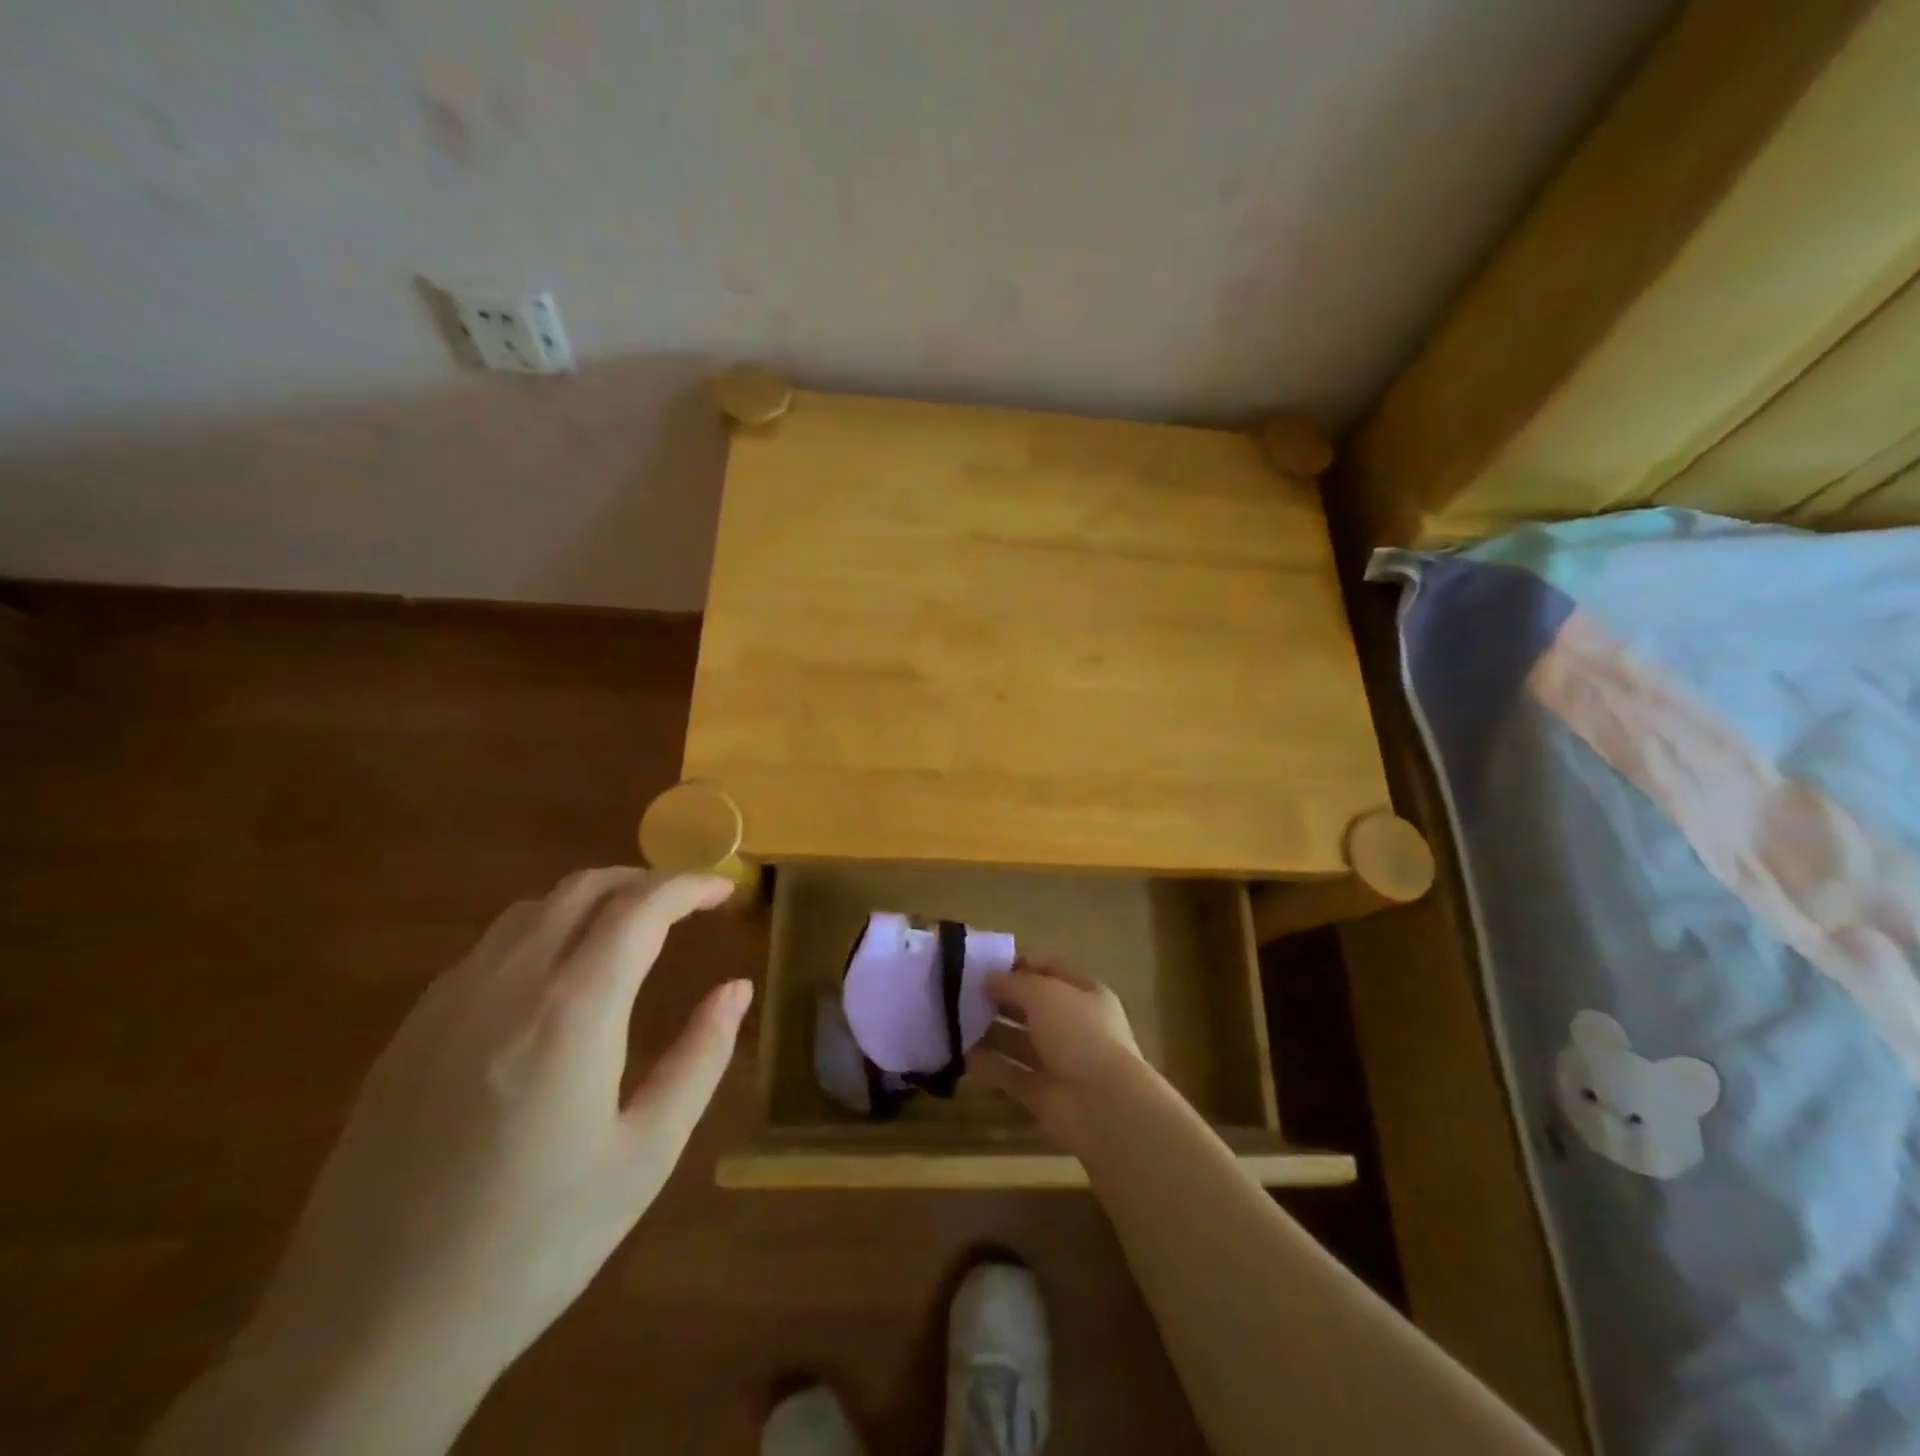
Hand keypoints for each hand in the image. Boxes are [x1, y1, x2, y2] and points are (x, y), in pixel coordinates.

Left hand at [247, 870, 747, 1398]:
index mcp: (572, 1012)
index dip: (689, 886)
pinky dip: (539, 933)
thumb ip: (700, 1057)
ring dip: (589, 901)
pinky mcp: (407, 1035)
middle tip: (683, 902)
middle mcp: (506, 985)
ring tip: (627, 930)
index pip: (641, 909)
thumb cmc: (535, 1243)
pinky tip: (552, 980)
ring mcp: (446, 1005)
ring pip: (529, 911)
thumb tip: (737, 990)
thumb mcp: (645, 1155)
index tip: (723, 890)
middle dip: (642, 880)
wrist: (369, 1334)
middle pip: (581, 889)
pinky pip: (486, 950)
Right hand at [969, 960, 1142, 1151]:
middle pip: (1031, 1006)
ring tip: (955, 1022)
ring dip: (990, 1032)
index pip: (1050, 970)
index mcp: (1085, 993)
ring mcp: (1059, 1061)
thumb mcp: (1044, 993)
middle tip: (962, 994)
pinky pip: (1011, 1074)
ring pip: (1019, 1042)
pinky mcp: (1042, 1094)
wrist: (1103, 1105)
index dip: (1020, 965)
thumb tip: (989, 977)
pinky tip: (961, 1056)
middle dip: (1000, 999)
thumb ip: (1014, 983)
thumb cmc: (1079, 1033)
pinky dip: (989, 1067)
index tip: (985, 965)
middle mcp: (1073, 1025)